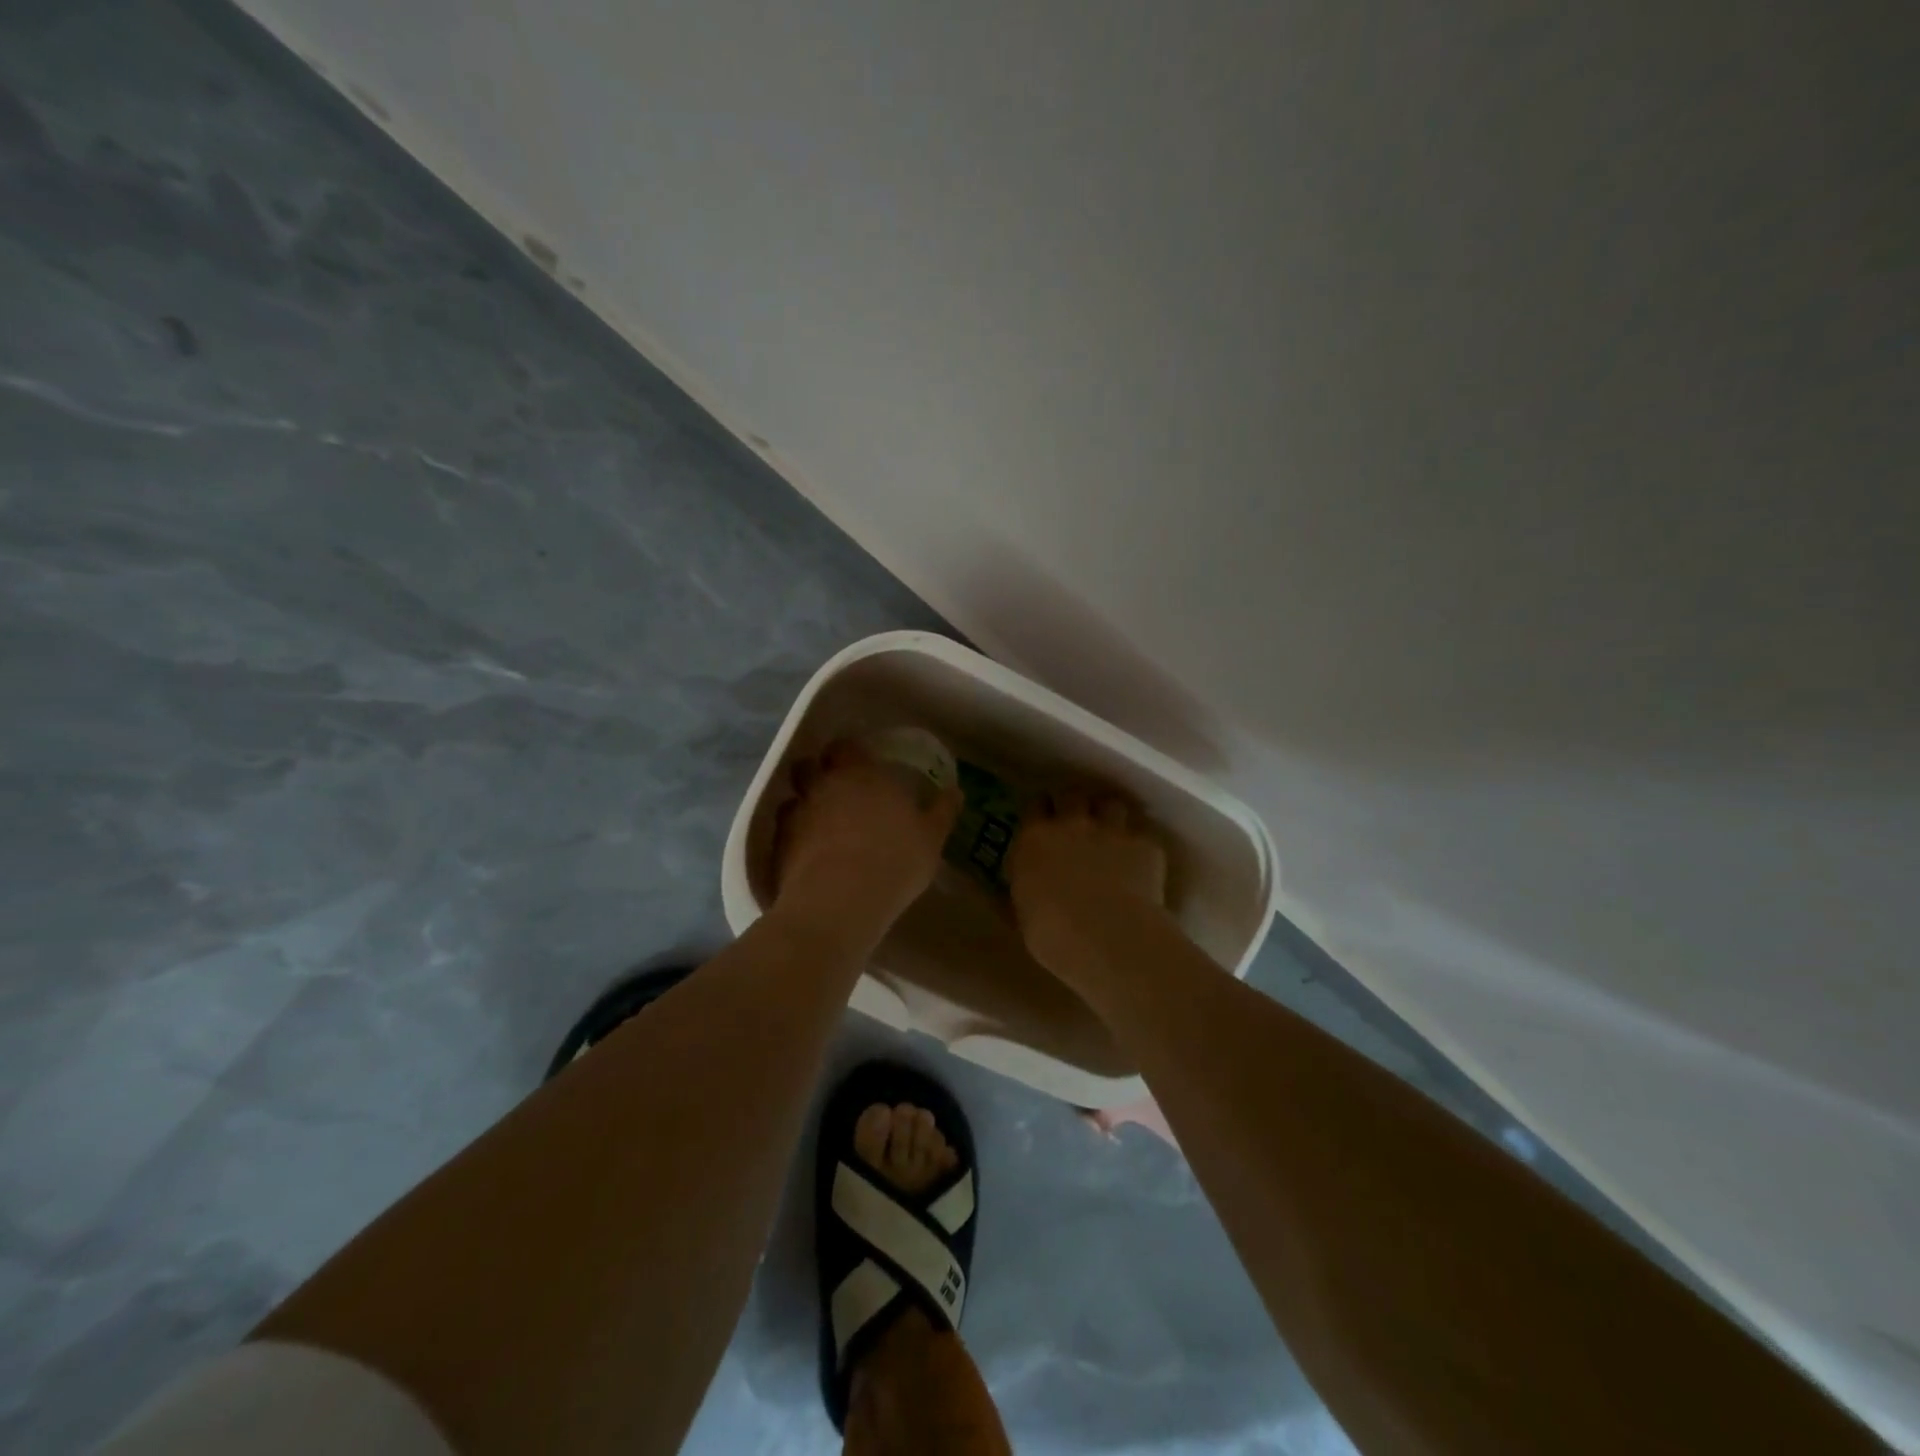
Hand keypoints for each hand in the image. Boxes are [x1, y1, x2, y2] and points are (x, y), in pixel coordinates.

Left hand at [770, 740, 961, 946]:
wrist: (839, 902)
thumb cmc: (894, 861)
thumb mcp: (931, 838)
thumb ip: (942, 811)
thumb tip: (956, 791)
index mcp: (861, 773)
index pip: (846, 746)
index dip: (850, 753)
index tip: (861, 764)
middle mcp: (824, 784)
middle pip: (810, 764)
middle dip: (820, 772)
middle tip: (838, 791)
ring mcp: (797, 813)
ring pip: (794, 796)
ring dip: (804, 803)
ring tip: (820, 822)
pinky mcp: (779, 844)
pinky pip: (784, 829)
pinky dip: (793, 834)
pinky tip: (807, 851)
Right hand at [1007, 790, 1166, 982]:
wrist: (1108, 936)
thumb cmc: (1053, 933)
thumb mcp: (1024, 916)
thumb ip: (1023, 893)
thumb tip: (1018, 892)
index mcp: (1034, 839)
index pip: (1035, 805)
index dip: (1041, 811)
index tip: (1044, 821)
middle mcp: (1072, 825)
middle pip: (1072, 795)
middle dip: (1074, 804)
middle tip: (1077, 821)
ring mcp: (1111, 831)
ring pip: (1111, 804)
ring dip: (1109, 816)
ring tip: (1111, 833)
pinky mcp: (1144, 845)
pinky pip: (1142, 836)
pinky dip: (1140, 847)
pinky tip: (1140, 864)